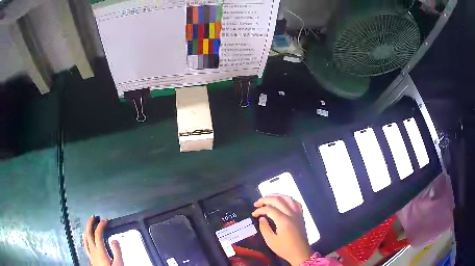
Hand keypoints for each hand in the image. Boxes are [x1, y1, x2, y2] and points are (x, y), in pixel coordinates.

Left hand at [83, 216, 122, 265]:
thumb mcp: (119, 263)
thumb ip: (117, 251)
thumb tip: (114, 239)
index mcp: (100, 251)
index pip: (98, 234)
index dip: (101, 225)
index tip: (105, 220)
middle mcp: (93, 250)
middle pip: (88, 233)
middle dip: (90, 223)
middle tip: (93, 217)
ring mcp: (90, 254)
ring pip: (85, 239)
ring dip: (86, 230)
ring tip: (89, 225)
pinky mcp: (90, 258)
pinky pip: (85, 245)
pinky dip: (85, 239)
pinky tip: (86, 239)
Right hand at [252, 195, 312, 265]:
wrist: (300, 252)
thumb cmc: (284, 248)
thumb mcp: (271, 241)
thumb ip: (264, 228)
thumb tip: (261, 218)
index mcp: (284, 221)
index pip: (269, 209)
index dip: (260, 210)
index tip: (253, 214)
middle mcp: (292, 214)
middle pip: (278, 200)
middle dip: (266, 199)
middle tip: (257, 203)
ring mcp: (298, 214)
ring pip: (288, 198)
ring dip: (277, 195)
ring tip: (267, 197)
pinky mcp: (301, 215)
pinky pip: (295, 202)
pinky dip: (288, 199)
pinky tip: (282, 201)